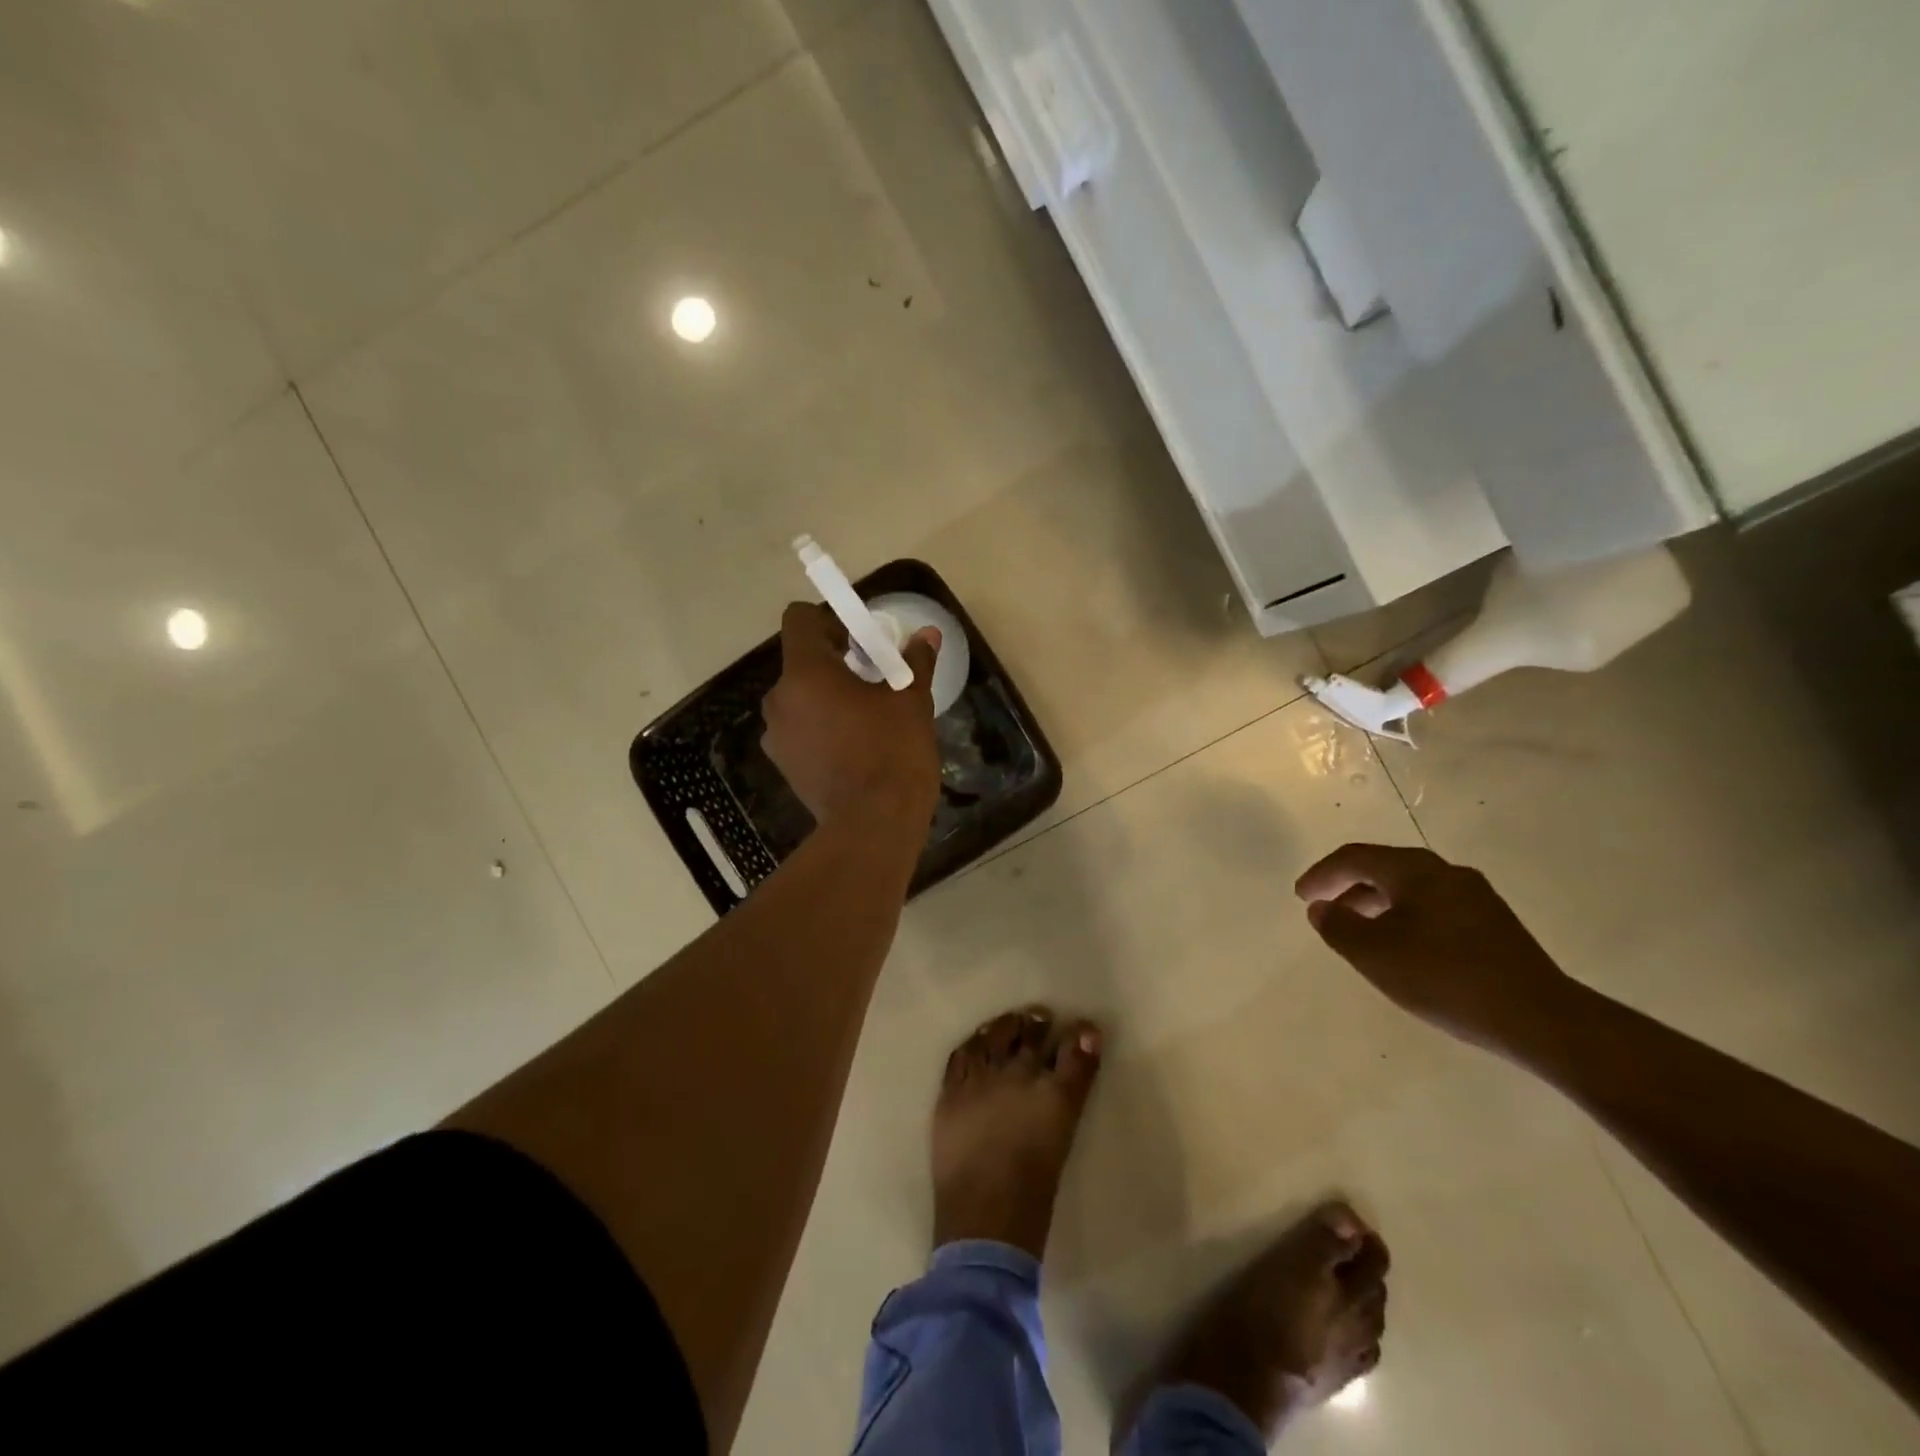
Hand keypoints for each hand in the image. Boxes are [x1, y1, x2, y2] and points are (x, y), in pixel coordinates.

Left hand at [761, 602, 941, 833]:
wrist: (873, 824)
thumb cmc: (893, 752)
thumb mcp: (911, 701)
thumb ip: (914, 662)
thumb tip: (927, 634)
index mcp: (806, 673)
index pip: (798, 620)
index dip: (827, 620)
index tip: (858, 641)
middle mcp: (779, 699)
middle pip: (800, 662)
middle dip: (832, 663)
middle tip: (871, 680)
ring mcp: (776, 735)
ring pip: (798, 698)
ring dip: (824, 697)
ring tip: (863, 718)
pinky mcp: (782, 764)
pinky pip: (798, 729)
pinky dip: (818, 727)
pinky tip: (851, 747)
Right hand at [1294, 843, 1573, 1052]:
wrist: (1540, 1018)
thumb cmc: (1445, 977)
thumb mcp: (1375, 954)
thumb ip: (1339, 927)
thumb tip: (1322, 908)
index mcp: (1415, 870)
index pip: (1355, 858)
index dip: (1322, 874)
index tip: (1301, 896)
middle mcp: (1446, 872)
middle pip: (1384, 868)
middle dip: (1348, 886)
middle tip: (1324, 908)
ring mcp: (1475, 897)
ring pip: (1410, 888)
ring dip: (1376, 903)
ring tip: (1357, 930)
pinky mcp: (1493, 924)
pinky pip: (1433, 907)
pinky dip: (1404, 916)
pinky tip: (1402, 947)